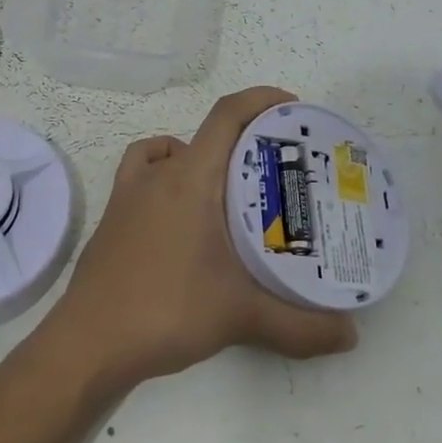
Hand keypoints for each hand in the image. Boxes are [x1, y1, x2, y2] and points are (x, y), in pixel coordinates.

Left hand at [49, 87, 357, 391]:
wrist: (90, 343)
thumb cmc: (167, 310)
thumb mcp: (241, 316)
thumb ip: (301, 326)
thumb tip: (351, 335)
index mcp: (191, 177)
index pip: (227, 115)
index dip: (260, 99)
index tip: (292, 106)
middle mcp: (159, 173)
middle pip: (205, 133)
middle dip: (243, 138)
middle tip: (276, 165)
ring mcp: (130, 192)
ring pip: (169, 151)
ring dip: (200, 156)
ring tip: (227, 187)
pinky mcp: (114, 216)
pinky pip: (142, 173)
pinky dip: (163, 174)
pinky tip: (179, 209)